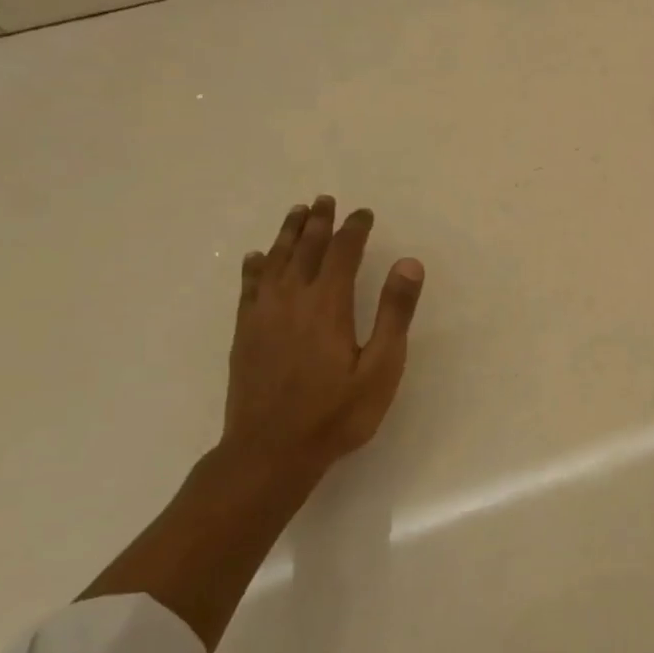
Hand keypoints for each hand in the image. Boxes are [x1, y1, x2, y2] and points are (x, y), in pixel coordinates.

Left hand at [220, 196, 424, 484]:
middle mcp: (292, 300)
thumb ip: (394, 313)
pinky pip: (249, 287)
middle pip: (306, 250)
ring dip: (288, 234)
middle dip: (319, 222)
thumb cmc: (335, 413)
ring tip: (297, 213)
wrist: (270, 452)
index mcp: (328, 305)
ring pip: (275, 261)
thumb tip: (408, 263)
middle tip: (326, 200)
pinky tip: (257, 258)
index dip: (354, 229)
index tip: (364, 213)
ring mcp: (263, 316)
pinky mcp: (245, 334)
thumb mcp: (381, 367)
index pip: (343, 253)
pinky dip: (256, 267)